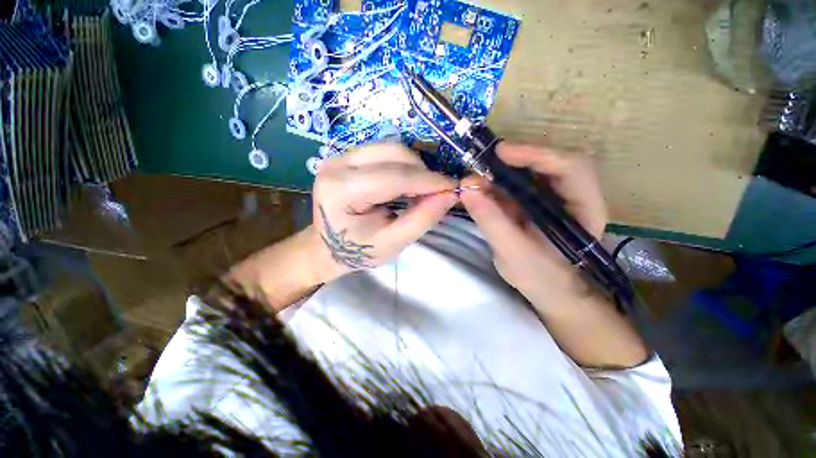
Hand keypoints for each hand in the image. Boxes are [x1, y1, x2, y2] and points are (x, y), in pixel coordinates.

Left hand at [309, 143, 457, 282]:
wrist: (328, 246)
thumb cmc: (359, 250)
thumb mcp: (394, 243)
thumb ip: (423, 218)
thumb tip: (451, 194)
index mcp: (343, 191)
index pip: (394, 177)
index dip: (428, 181)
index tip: (453, 187)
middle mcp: (337, 165)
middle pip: (393, 152)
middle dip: (422, 171)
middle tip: (436, 191)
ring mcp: (339, 156)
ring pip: (390, 147)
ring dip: (413, 166)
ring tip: (421, 189)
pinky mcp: (346, 155)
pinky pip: (384, 150)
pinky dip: (402, 164)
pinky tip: (406, 182)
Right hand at [460, 144, 607, 300]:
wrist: (551, 292)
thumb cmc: (542, 279)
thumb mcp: (514, 253)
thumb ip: (492, 222)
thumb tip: (467, 190)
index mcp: (584, 209)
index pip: (570, 168)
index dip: (537, 154)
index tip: (501, 152)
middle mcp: (574, 196)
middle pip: (551, 162)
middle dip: (517, 158)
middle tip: (484, 161)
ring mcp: (554, 198)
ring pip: (533, 171)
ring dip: (504, 169)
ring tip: (478, 175)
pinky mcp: (536, 203)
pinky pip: (518, 185)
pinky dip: (498, 183)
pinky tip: (481, 187)